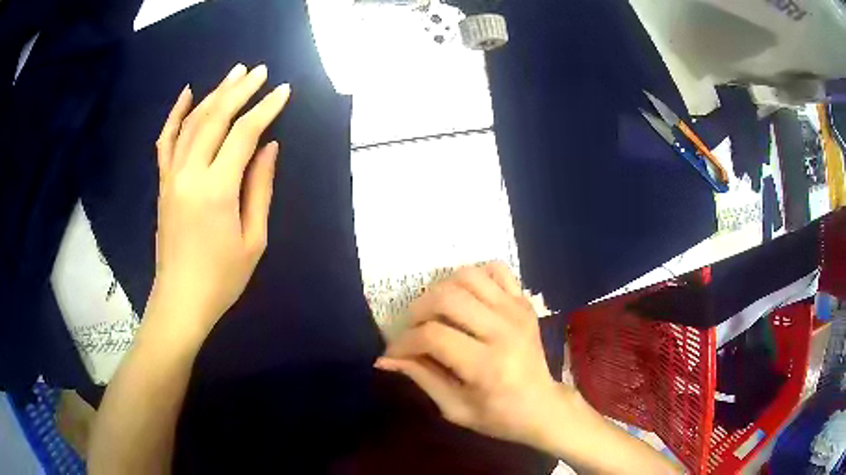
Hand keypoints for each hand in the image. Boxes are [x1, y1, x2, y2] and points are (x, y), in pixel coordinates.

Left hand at [150, 63, 290, 339]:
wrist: (180, 301)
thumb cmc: (222, 278)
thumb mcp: (254, 239)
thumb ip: (260, 188)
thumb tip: (269, 147)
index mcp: (217, 190)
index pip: (244, 134)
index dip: (266, 109)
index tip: (283, 91)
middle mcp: (190, 174)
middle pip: (215, 118)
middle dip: (240, 90)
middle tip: (260, 70)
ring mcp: (171, 176)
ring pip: (192, 122)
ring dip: (214, 94)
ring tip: (233, 74)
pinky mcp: (163, 183)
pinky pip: (166, 140)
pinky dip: (176, 114)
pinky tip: (187, 94)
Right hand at [376, 263, 560, 446]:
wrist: (542, 406)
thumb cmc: (498, 415)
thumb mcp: (454, 408)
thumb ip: (421, 377)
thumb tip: (385, 359)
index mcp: (487, 365)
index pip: (432, 336)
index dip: (403, 342)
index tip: (393, 353)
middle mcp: (503, 330)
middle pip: (447, 297)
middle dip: (417, 311)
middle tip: (411, 329)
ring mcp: (517, 311)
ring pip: (468, 276)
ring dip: (441, 289)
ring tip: (435, 312)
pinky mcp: (524, 303)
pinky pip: (497, 270)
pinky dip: (474, 276)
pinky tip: (466, 297)